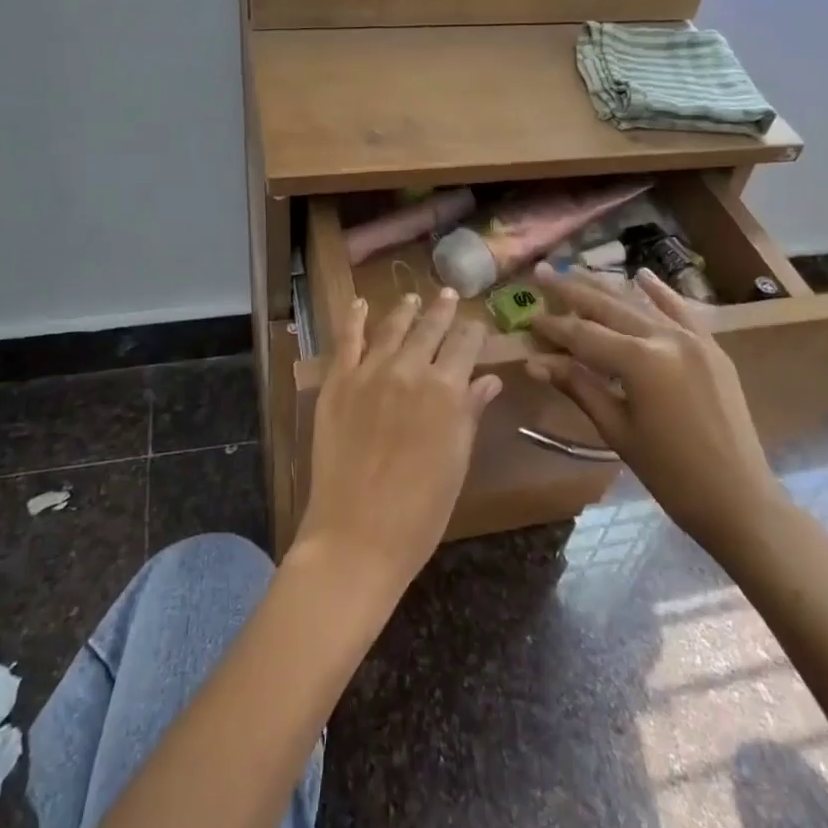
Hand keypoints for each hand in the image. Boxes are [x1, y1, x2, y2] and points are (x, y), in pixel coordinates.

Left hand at [295, 290, 500, 594]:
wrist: (357, 533)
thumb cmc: (421, 509)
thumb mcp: (457, 461)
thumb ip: (471, 412)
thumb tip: (489, 379)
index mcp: (447, 390)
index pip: (465, 344)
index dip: (472, 331)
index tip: (476, 324)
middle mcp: (410, 370)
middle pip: (430, 327)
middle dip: (441, 309)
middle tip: (447, 294)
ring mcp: (369, 372)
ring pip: (391, 326)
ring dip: (405, 310)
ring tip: (411, 297)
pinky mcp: (337, 382)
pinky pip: (347, 340)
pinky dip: (354, 318)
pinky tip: (360, 304)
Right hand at [526, 265, 786, 549]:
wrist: (739, 499)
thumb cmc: (670, 474)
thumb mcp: (617, 430)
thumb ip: (579, 387)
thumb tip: (535, 362)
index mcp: (640, 361)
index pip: (584, 335)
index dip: (554, 327)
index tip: (528, 317)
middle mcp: (666, 338)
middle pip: (609, 307)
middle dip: (572, 291)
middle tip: (543, 273)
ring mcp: (694, 339)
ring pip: (641, 304)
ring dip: (607, 287)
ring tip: (577, 271)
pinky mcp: (711, 348)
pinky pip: (681, 311)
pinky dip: (660, 293)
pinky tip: (642, 275)